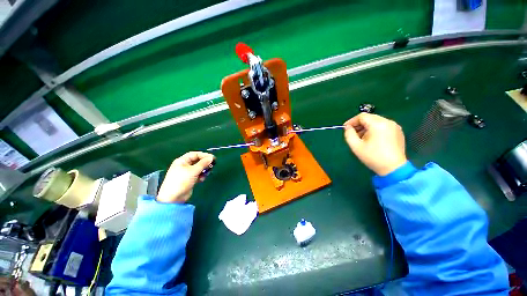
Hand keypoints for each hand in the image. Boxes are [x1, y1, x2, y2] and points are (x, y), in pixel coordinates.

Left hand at [156, 152, 215, 202]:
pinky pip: (198, 175)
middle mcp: (184, 165)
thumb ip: (203, 163)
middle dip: (204, 163)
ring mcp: (187, 173)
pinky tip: (202, 179)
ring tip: (207, 173)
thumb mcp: (193, 171)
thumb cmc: (181, 181)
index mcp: (182, 161)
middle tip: (212, 165)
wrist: (174, 198)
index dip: (204, 155)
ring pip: (199, 168)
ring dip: (204, 170)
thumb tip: (211, 157)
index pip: (195, 154)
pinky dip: (201, 176)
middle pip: (197, 161)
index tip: (213, 158)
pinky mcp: (190, 180)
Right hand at [344, 113, 406, 175]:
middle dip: (359, 124)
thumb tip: (348, 127)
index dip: (351, 121)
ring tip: (361, 137)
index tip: (345, 128)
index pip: (362, 116)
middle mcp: (388, 122)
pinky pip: (383, 126)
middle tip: (352, 133)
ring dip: (366, 127)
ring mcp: (395, 127)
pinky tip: (371, 139)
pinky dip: (374, 130)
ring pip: (376, 122)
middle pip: (370, 118)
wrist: (393, 168)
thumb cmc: (373, 157)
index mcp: (378, 124)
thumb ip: (349, 134)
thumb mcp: (356, 146)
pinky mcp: (398, 132)